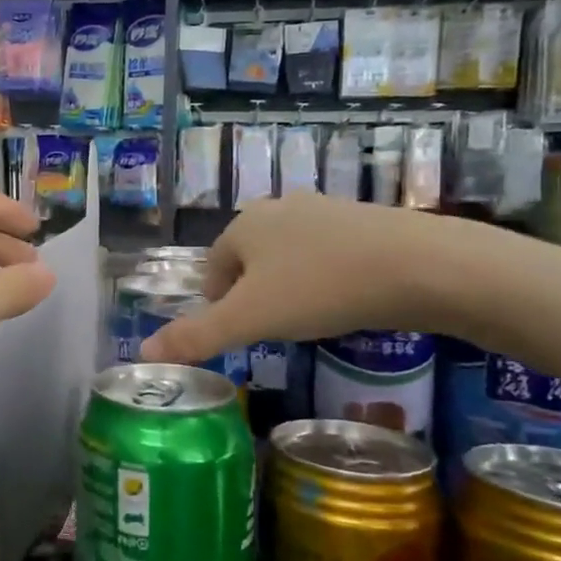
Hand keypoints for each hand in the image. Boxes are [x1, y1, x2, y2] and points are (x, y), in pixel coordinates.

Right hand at [140, 194, 452, 365]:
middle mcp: (278, 208)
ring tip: (310, 318)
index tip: (240, 334)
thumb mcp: (250, 319)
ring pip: (289, 255)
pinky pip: (327, 253)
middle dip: (254, 294)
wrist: (418, 265)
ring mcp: (324, 210)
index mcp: (244, 226)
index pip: (213, 267)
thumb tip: (142, 352)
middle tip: (274, 329)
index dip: (218, 304)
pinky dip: (326, 277)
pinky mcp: (364, 220)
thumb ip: (196, 336)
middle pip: (249, 259)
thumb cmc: (319, 289)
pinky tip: (346, 300)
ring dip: (289, 285)